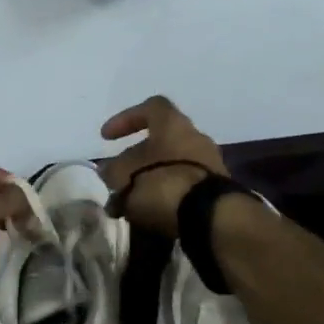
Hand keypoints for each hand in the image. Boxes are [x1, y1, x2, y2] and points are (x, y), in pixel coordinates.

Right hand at [100, 96, 227, 235]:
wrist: (210, 216)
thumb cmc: (162, 183)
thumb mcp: (124, 176)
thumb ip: (112, 171)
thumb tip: (109, 171)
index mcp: (173, 123)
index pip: (150, 107)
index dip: (126, 119)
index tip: (107, 138)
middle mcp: (195, 137)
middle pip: (161, 140)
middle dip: (137, 158)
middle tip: (118, 176)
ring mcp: (210, 163)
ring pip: (172, 165)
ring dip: (151, 179)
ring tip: (130, 201)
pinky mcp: (217, 190)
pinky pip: (185, 186)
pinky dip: (167, 195)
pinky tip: (150, 213)